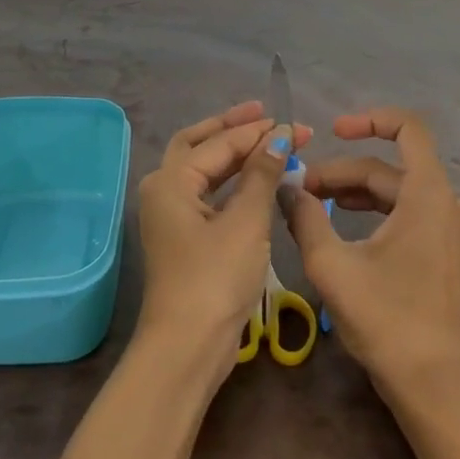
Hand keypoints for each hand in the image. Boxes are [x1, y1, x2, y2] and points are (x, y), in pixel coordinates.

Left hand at [136, 101, 310, 376]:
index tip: (294, 124)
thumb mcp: (245, 222)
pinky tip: (257, 180)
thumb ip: (262, 175)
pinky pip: (209, 195)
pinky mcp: (185, 238)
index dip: (258, 132)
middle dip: (233, 129)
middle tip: (266, 114)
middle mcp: (164, 191)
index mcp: (171, 181)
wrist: (188, 344)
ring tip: (268, 141)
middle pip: (199, 146)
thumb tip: (278, 136)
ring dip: (234, 155)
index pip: (219, 143)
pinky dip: (233, 183)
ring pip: (203, 171)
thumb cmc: (216, 278)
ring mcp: (172, 216)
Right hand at [282, 107, 459, 403]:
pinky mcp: (447, 253)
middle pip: (390, 168)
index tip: (332, 131)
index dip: (369, 120)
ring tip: (312, 207)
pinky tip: (342, 228)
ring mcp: (451, 230)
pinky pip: (408, 214)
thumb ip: (305, 218)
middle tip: (298, 191)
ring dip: (354, 193)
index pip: (408, 129)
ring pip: (397, 193)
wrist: (434, 383)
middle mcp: (447, 203)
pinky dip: (374, 213)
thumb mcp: (332, 266)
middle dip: (342, 173)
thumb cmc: (386, 320)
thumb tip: (285, 187)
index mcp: (428, 195)